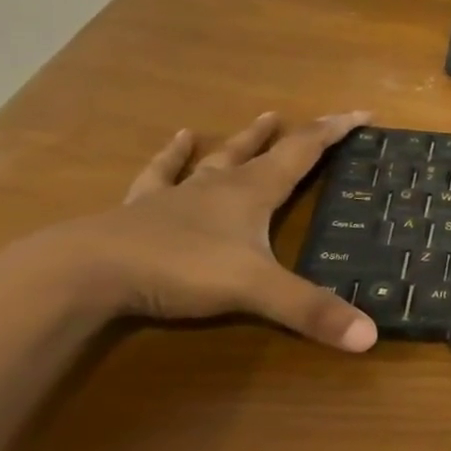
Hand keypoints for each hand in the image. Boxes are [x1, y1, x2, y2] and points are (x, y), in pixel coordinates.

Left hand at [46, 111, 377, 351]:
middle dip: (298, 135)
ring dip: (244, 140)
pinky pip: (160, 176)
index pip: (305, 151)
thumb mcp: (255, 291)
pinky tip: (177, 139)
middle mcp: (220, 186)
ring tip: (261, 118)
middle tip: (321, 120)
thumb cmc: (178, 269)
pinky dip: (172, 157)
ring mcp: (177, 197)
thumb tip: (371, 337)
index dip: (336, 131)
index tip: (364, 112)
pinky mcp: (139, 212)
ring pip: (219, 159)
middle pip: (265, 151)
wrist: (80, 273)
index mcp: (253, 192)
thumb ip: (311, 311)